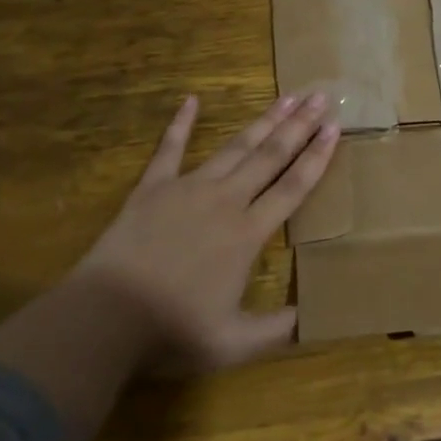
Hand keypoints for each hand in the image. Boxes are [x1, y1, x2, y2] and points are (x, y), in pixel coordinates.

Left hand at [74, 90, 338, 370]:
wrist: (105, 318)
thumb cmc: (171, 331)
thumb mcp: (233, 343)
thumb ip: (276, 330)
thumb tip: (311, 317)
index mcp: (247, 234)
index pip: (293, 188)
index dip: (317, 157)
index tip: (335, 128)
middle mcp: (225, 201)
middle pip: (270, 156)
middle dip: (298, 125)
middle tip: (321, 97)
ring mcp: (187, 189)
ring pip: (234, 148)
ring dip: (262, 121)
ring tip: (286, 97)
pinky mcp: (152, 189)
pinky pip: (169, 149)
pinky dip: (181, 124)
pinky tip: (191, 101)